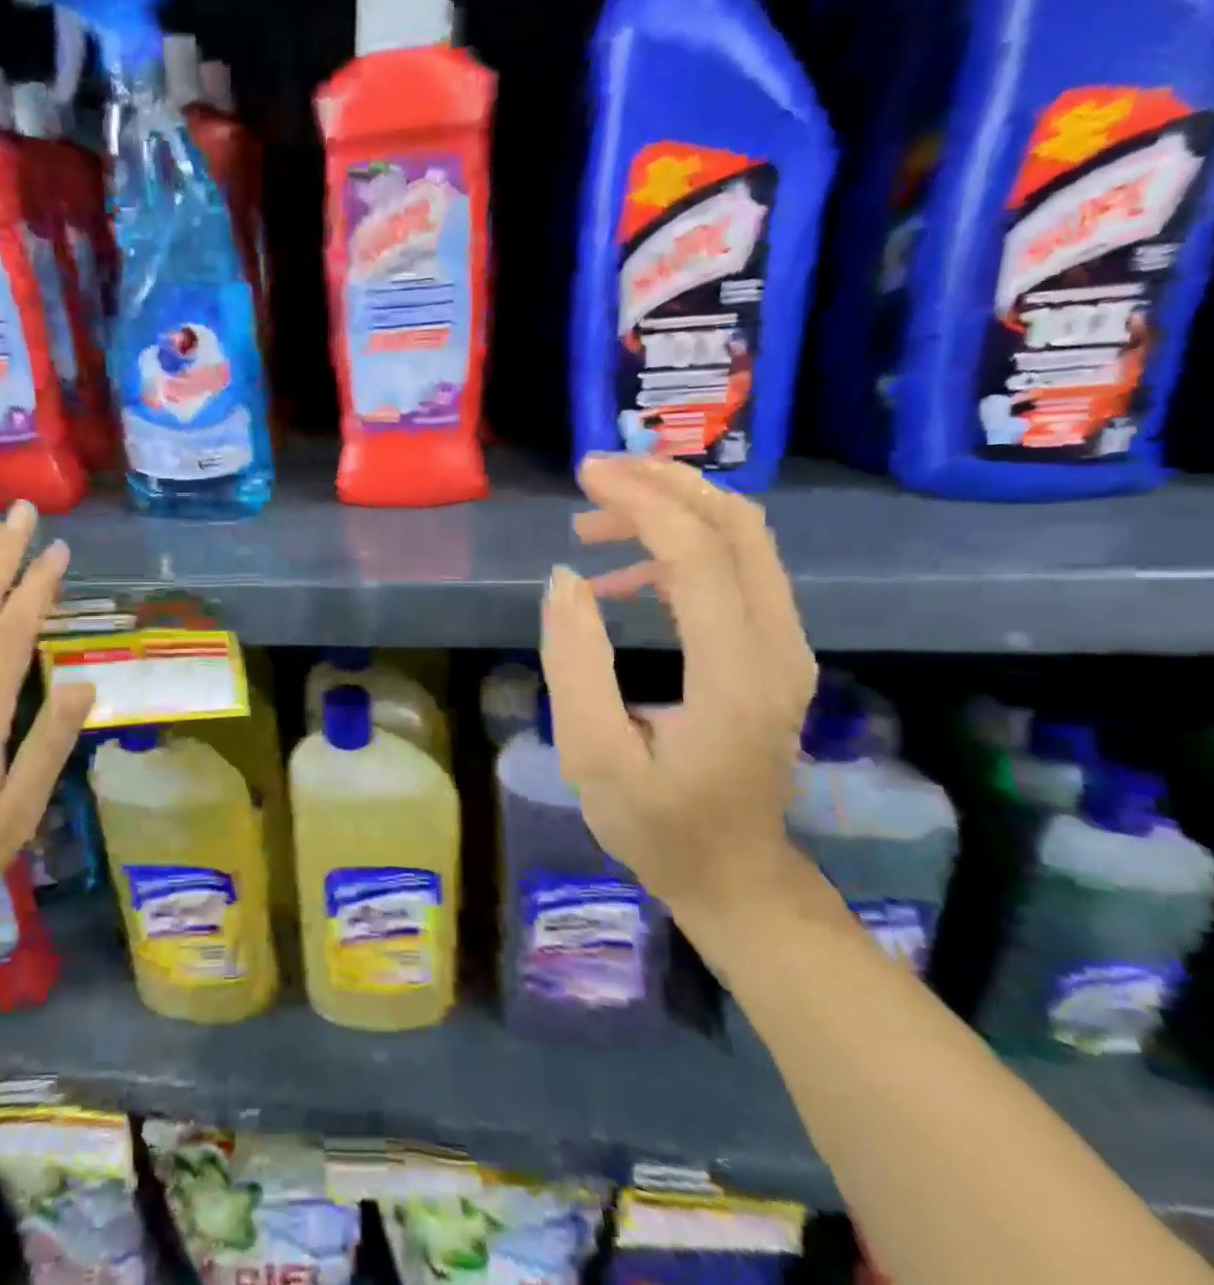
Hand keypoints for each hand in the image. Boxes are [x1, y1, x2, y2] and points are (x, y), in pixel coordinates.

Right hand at [539, 455, 816, 920]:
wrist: (735, 875)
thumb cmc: (657, 824)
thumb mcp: (593, 754)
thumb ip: (575, 662)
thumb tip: (565, 578)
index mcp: (735, 673)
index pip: (698, 553)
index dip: (642, 502)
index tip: (585, 475)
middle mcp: (777, 646)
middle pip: (738, 526)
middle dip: (666, 484)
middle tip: (596, 474)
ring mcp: (785, 647)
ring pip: (743, 540)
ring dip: (672, 512)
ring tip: (594, 524)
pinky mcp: (773, 651)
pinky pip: (735, 571)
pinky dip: (680, 548)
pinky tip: (623, 575)